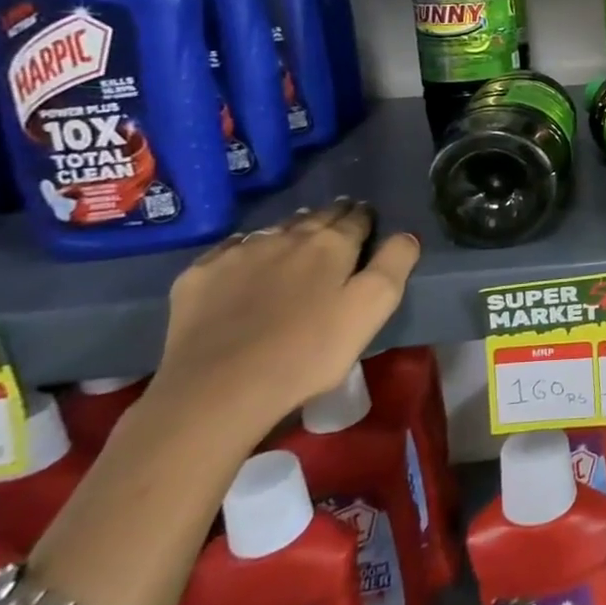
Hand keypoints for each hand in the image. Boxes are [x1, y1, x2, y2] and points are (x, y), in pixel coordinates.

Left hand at [149, 199, 420, 438]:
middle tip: (339, 217)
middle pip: (315, 217)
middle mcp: (286, 237)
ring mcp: (239, 253)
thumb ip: (394, 265)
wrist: (217, 389)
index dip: (365, 216)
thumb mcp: (372, 310)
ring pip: (274, 229)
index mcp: (331, 245)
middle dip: (331, 215)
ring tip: (298, 235)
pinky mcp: (200, 276)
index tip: (368, 216)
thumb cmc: (308, 352)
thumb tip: (406, 235)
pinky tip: (246, 257)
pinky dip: (246, 248)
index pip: (356, 218)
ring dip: (291, 229)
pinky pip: (230, 249)